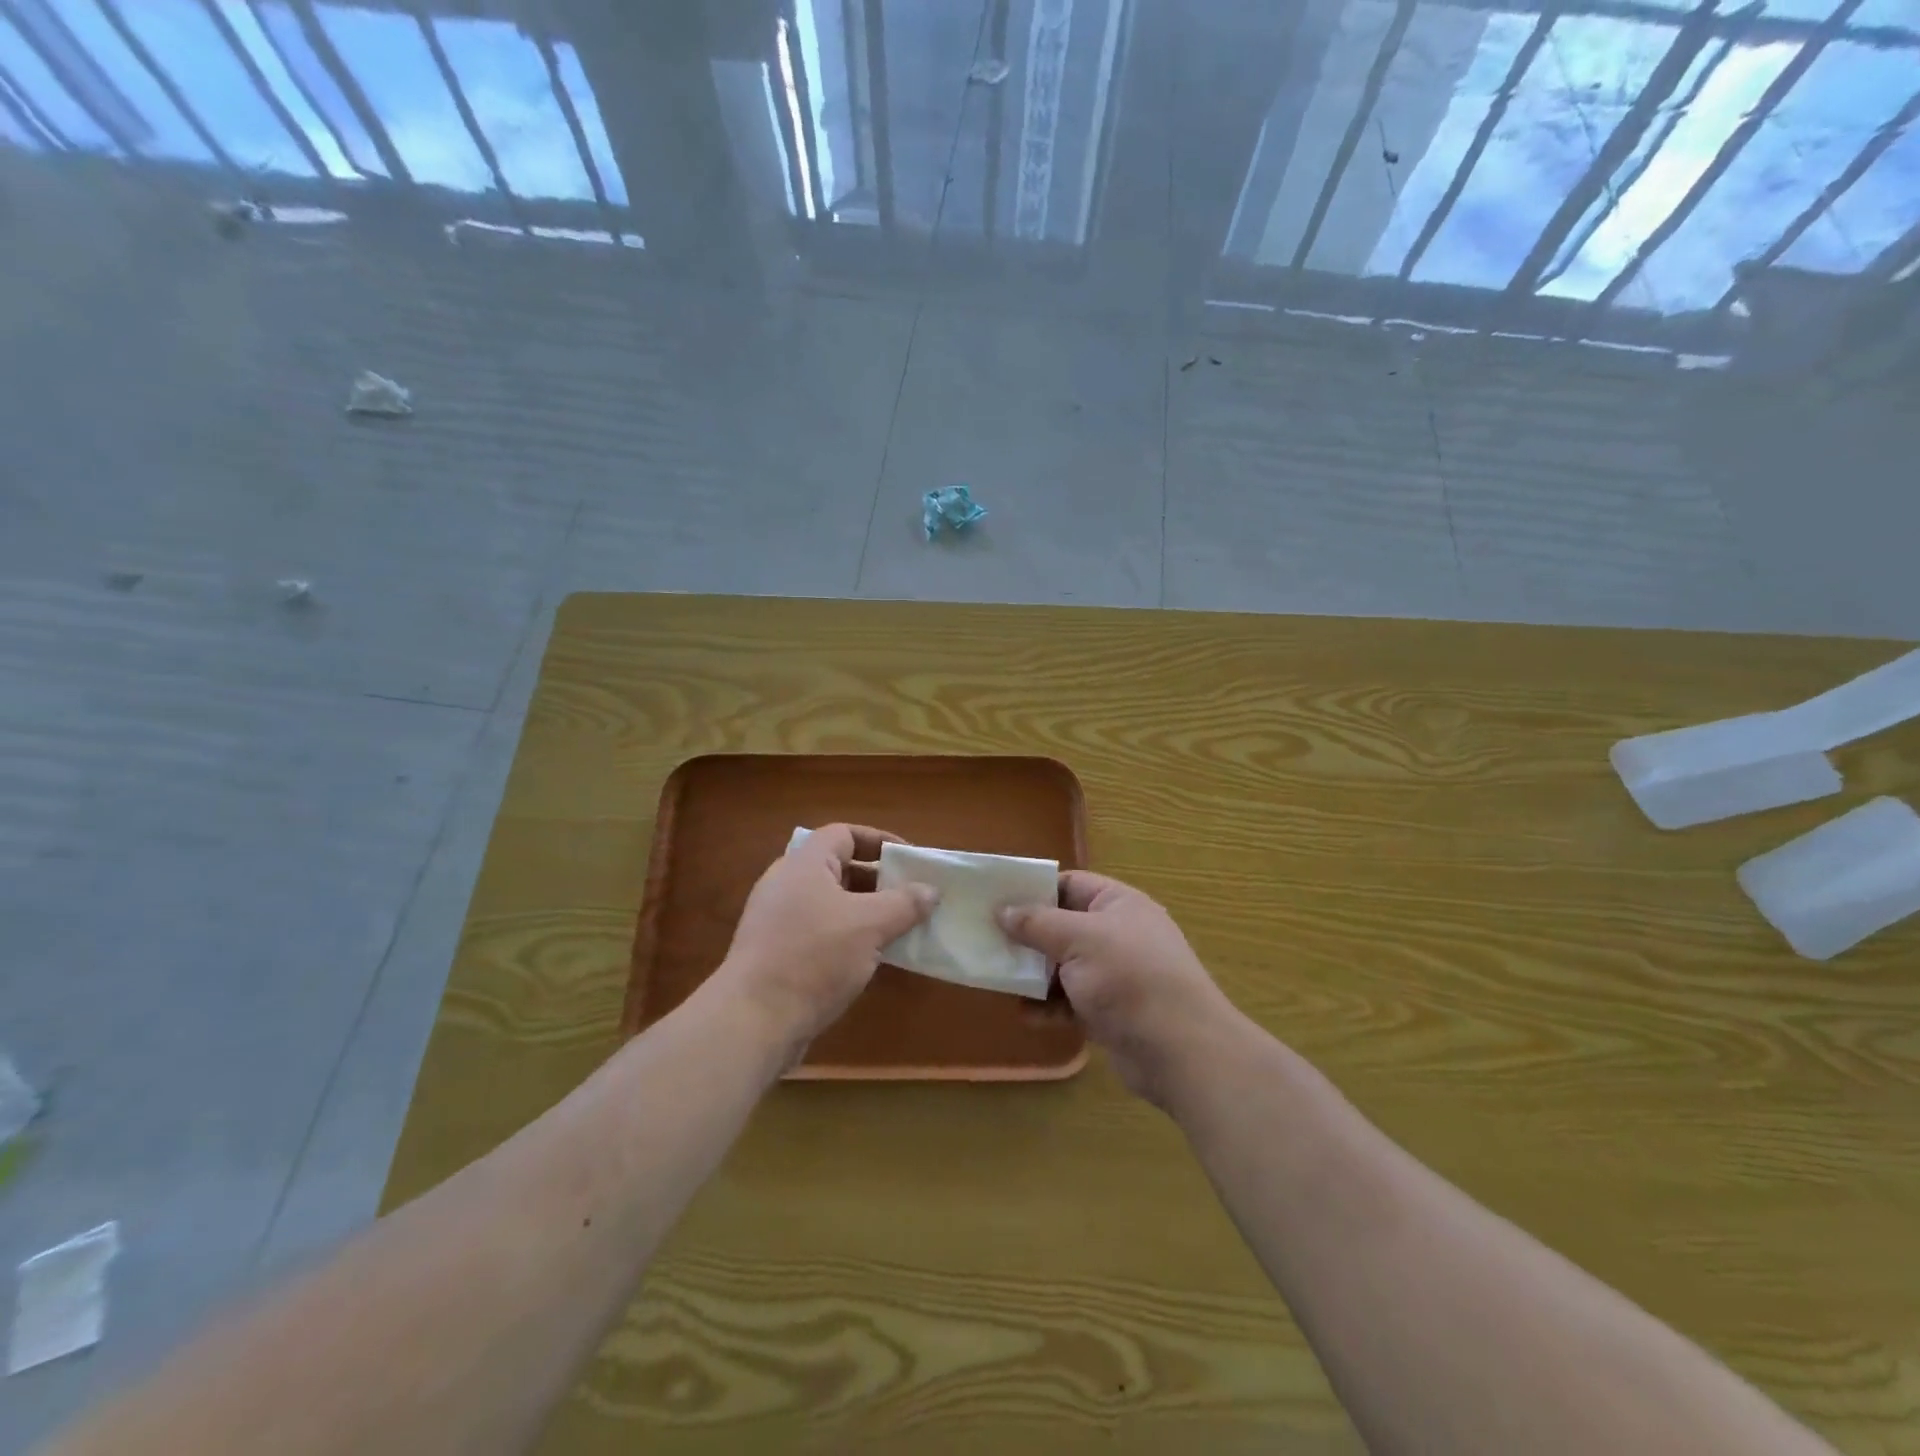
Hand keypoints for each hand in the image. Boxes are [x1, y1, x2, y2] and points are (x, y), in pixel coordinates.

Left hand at [718, 824, 935, 1055]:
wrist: (753, 1020)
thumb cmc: (814, 957)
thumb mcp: (870, 926)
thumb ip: (905, 903)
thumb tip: (931, 890)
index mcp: (805, 864)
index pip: (844, 834)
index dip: (880, 841)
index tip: (910, 860)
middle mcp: (787, 884)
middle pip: (839, 868)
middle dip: (878, 880)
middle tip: (909, 897)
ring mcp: (777, 919)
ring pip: (831, 903)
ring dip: (865, 912)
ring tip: (897, 929)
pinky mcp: (775, 952)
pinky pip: (819, 931)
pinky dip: (846, 937)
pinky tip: (869, 960)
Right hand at [1000, 872, 1235, 1109]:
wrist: (1181, 1051)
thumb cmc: (1129, 978)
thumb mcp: (1078, 939)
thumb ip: (1037, 923)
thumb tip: (1002, 910)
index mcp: (1118, 904)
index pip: (1069, 885)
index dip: (1034, 890)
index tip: (996, 900)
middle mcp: (1117, 934)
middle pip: (1062, 927)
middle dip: (1028, 936)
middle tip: (988, 941)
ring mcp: (1115, 975)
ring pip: (1063, 966)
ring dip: (1034, 974)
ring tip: (999, 979)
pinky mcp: (1110, 1011)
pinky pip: (1071, 1001)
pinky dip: (1049, 1006)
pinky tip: (1026, 1015)